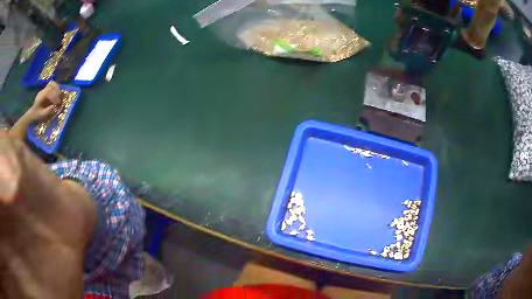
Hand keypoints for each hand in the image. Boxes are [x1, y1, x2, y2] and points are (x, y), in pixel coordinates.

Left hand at [27, 81, 60, 121]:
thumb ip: (47, 111)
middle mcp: (43, 90)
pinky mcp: (46, 89)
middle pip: (52, 85)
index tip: (57, 103)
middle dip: (57, 92)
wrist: (33, 113)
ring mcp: (45, 89)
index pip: (49, 91)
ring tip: (59, 97)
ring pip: (53, 83)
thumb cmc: (37, 115)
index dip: (54, 96)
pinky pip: (52, 85)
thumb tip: (54, 107)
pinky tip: (57, 95)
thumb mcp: (41, 115)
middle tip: (59, 100)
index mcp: (41, 96)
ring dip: (57, 89)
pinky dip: (56, 88)